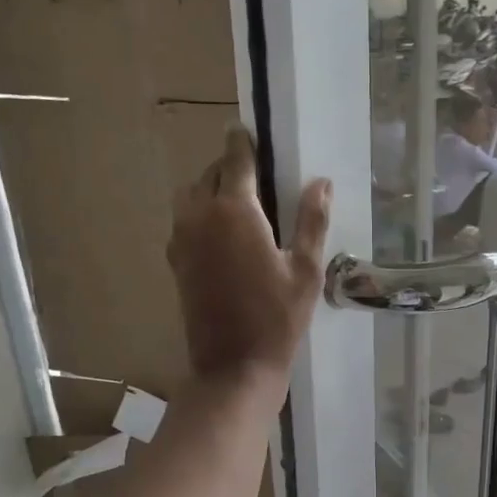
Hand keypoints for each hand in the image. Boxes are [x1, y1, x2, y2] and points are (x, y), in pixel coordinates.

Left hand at [167, 125, 330, 389]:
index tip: (246, 131)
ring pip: (190, 195)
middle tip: (254, 173)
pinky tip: (222, 234)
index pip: (235, 159)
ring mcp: (182, 239)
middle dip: (229, 166)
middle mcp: (200, 216)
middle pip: (210, 173)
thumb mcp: (306, 269)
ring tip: (237, 202)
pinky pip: (184, 221)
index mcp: (235, 211)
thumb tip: (321, 182)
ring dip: (210, 188)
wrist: (233, 365)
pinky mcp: (176, 261)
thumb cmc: (278, 318)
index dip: (242, 142)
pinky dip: (199, 214)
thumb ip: (312, 221)